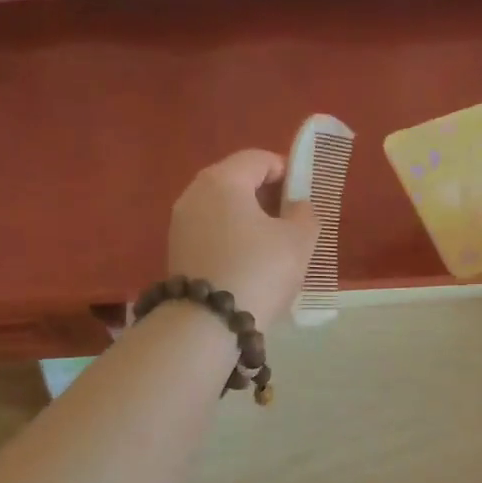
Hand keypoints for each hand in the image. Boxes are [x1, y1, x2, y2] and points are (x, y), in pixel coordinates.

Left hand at [167, 150, 318, 330]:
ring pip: (222, 208)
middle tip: (292, 220)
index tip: (304, 195)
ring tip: (273, 245)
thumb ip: (305, 214)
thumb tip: (297, 206)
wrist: (207, 324)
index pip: (258, 159)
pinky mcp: (176, 251)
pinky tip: (249, 263)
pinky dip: (231, 237)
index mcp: (223, 180)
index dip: (286, 171)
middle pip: (237, 181)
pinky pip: (211, 231)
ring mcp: (180, 223)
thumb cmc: (258, 270)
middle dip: (266, 195)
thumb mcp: (298, 241)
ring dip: (249, 219)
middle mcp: (195, 193)